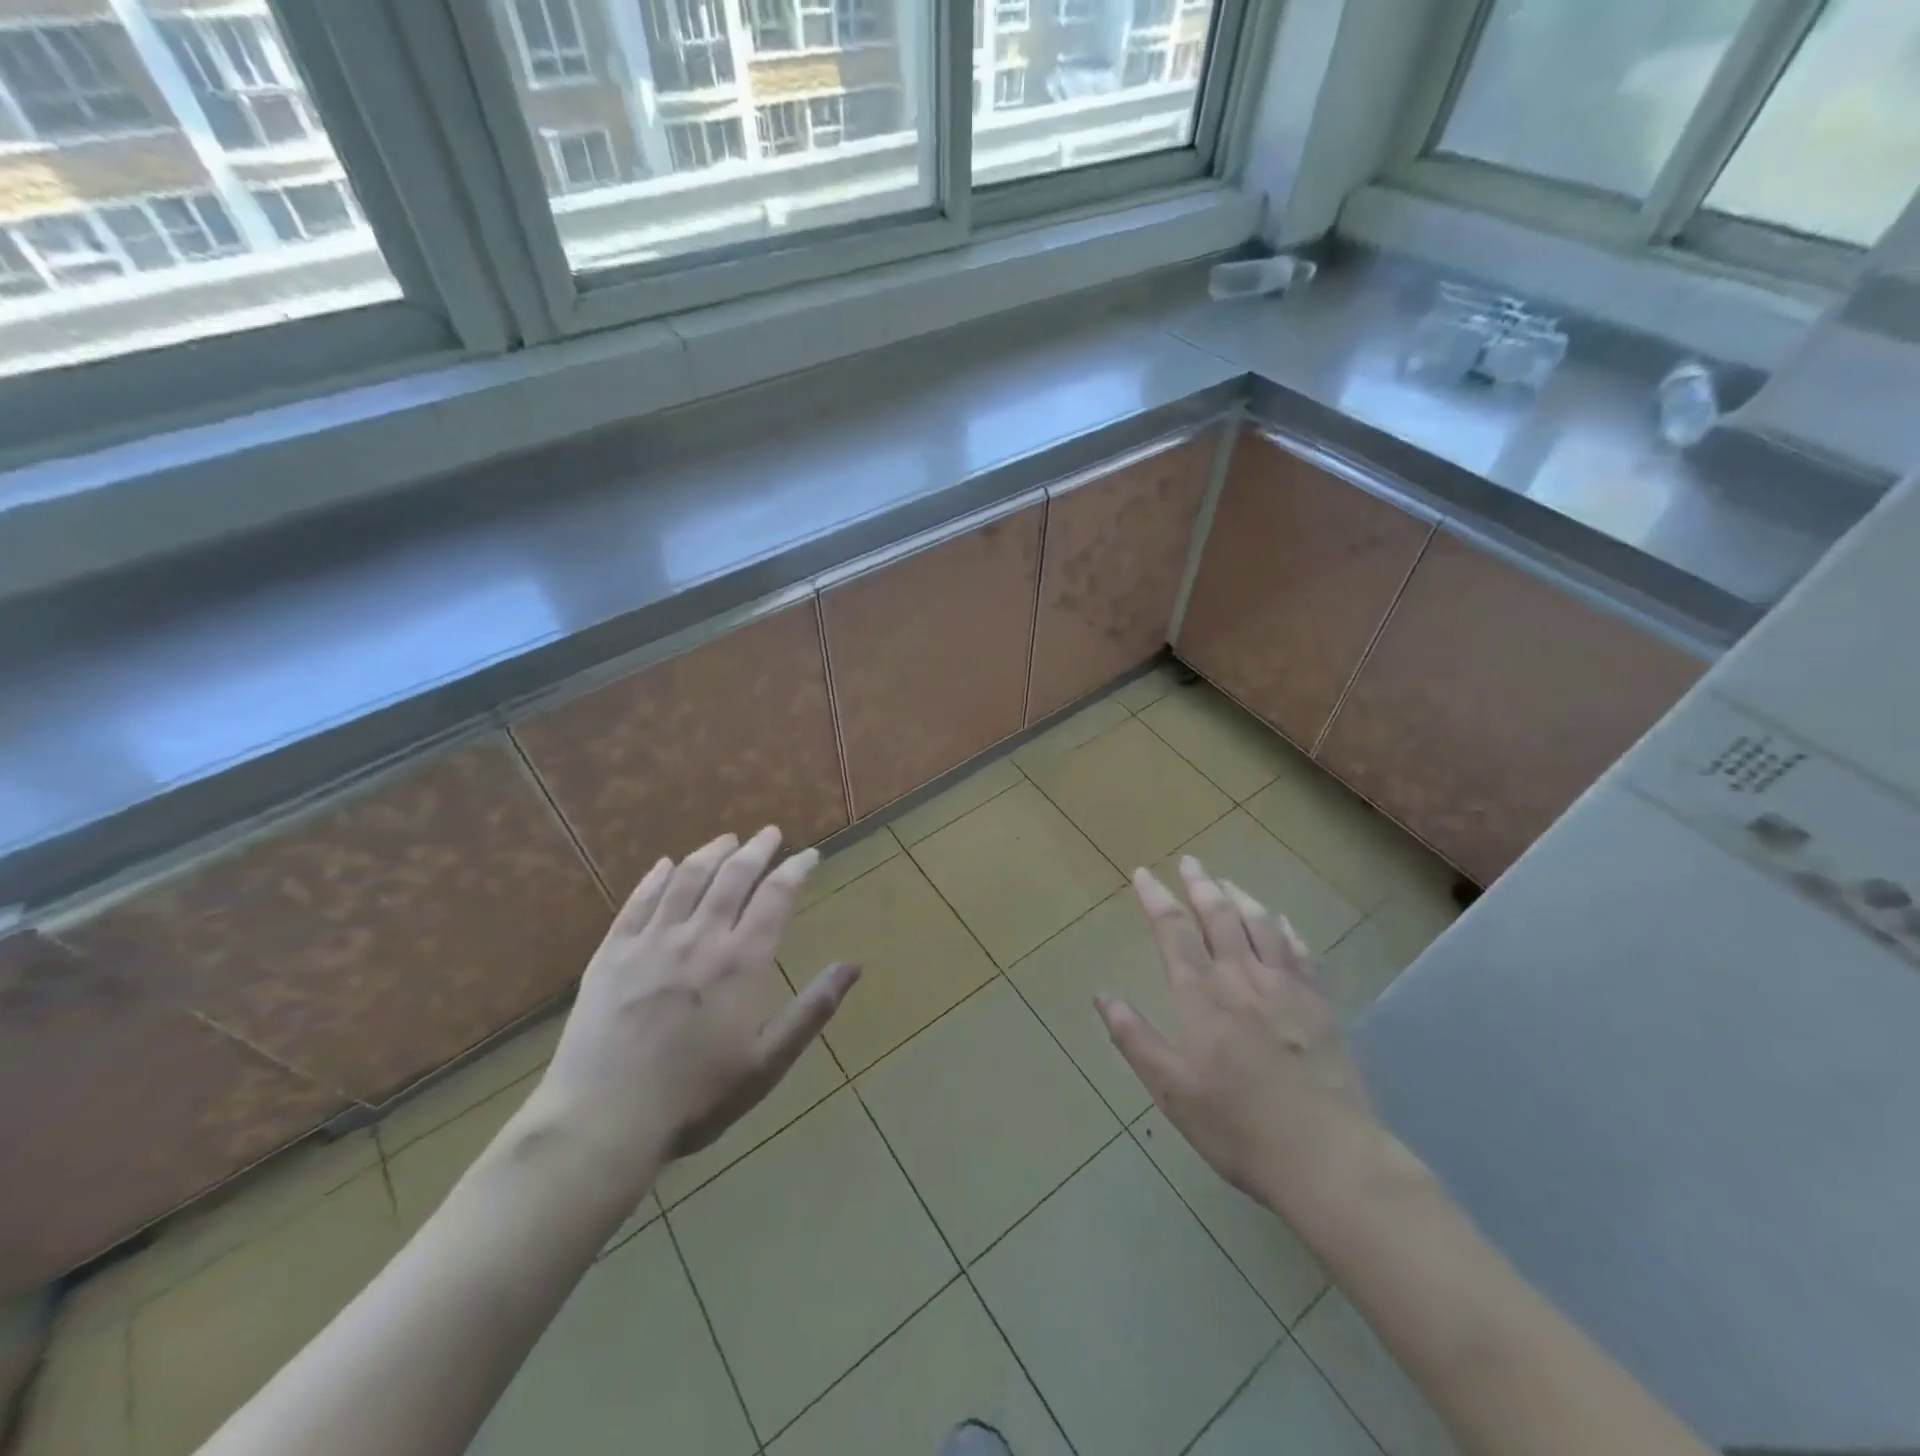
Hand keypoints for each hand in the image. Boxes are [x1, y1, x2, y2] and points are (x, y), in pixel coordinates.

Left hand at [537, 828, 858, 1208]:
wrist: (604, 1122)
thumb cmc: (697, 1097)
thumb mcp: (768, 1061)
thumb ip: (813, 1008)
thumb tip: (854, 965)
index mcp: (742, 961)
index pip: (776, 895)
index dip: (795, 869)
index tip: (809, 855)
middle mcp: (700, 937)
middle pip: (733, 876)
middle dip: (757, 849)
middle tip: (770, 833)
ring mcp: (651, 941)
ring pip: (687, 879)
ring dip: (711, 853)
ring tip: (727, 840)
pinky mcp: (611, 953)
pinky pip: (637, 902)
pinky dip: (656, 877)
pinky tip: (666, 865)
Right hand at [1096, 858, 1393, 1225]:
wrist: (1329, 1159)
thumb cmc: (1239, 1127)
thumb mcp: (1172, 1090)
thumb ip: (1135, 1039)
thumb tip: (1102, 995)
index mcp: (1203, 996)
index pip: (1174, 930)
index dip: (1156, 898)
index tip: (1143, 874)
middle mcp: (1243, 978)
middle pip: (1220, 915)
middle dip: (1200, 884)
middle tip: (1189, 862)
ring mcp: (1287, 988)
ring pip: (1261, 924)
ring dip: (1241, 897)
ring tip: (1227, 882)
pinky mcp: (1320, 1005)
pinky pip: (1301, 951)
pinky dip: (1285, 928)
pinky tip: (1281, 921)